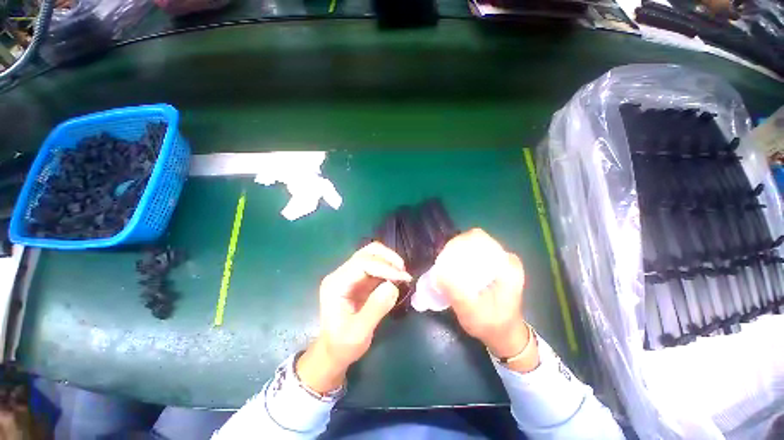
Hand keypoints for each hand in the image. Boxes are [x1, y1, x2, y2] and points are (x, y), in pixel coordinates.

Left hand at [297, 242, 411, 392]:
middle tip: (404, 272)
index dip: (384, 267)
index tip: (403, 277)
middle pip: (366, 253)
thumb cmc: (343, 345)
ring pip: (371, 255)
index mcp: (336, 284)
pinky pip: (375, 265)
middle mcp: (341, 274)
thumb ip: (375, 309)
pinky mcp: (358, 279)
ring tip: (402, 275)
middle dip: (388, 258)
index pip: (362, 263)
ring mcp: (349, 275)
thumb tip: (393, 286)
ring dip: (389, 261)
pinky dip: (388, 268)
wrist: (333, 352)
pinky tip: (397, 278)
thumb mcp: (359, 333)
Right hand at [434, 229, 538, 372]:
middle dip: (455, 249)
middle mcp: (505, 257)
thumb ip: (456, 292)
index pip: (478, 238)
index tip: (445, 257)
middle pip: (473, 240)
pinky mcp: (494, 265)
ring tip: (445, 268)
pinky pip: (474, 254)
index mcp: (507, 264)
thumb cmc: (491, 325)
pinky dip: (461, 258)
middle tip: (442, 265)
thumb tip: (438, 272)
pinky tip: (453, 270)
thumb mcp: (471, 311)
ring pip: (472, 246)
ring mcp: (500, 260)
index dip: (458, 243)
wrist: (505, 336)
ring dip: (457, 253)